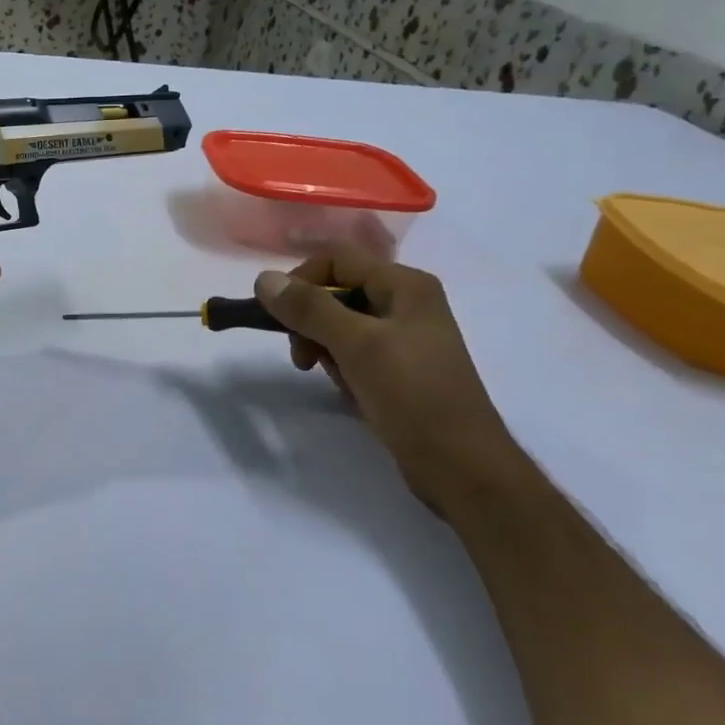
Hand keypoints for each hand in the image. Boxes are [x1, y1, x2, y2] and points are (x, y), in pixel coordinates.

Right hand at [253, 247, 526, 515]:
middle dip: (310, 320)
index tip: (277, 317)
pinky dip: (342, 368)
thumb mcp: (357, 345)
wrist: (460, 464)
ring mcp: (404, 339)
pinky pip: (355, 354)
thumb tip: (263, 279)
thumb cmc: (412, 395)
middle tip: (300, 357)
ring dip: (324, 348)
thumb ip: (310, 308)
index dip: (301, 280)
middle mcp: (407, 304)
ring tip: (329, 378)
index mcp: (406, 286)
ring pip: (342, 326)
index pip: (338, 260)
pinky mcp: (399, 370)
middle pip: (338, 292)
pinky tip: (348, 392)